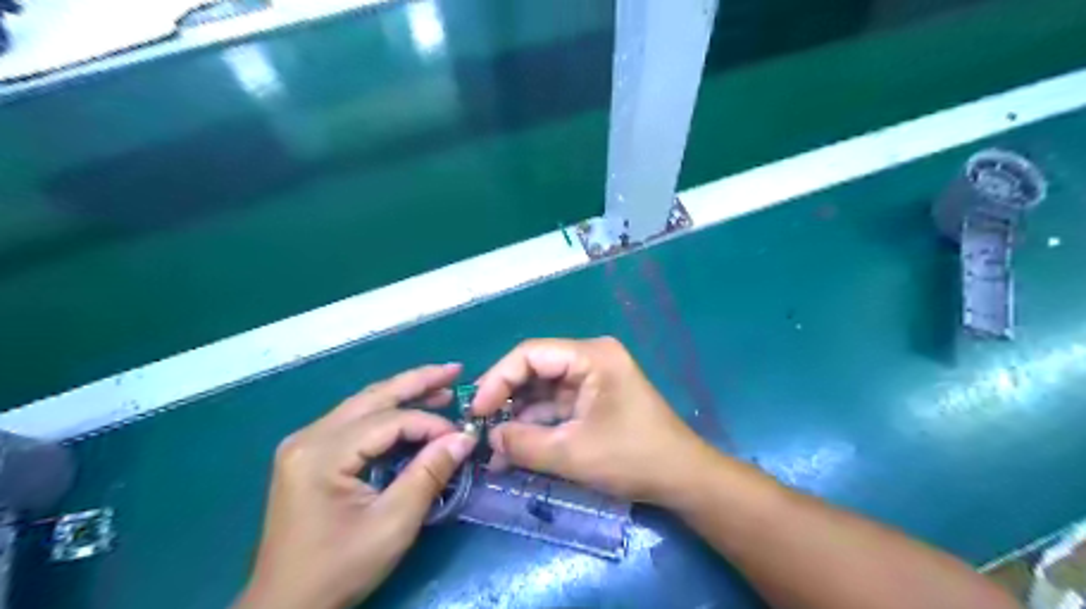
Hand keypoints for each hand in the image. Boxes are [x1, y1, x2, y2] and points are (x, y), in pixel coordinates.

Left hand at [237, 363, 475, 606]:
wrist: (285, 606)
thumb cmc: (338, 569)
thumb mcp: (392, 525)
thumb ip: (429, 475)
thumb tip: (464, 438)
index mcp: (322, 453)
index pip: (388, 421)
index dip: (430, 424)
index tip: (463, 436)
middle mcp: (309, 437)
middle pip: (373, 397)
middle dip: (417, 381)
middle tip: (455, 370)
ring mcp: (304, 443)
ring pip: (363, 404)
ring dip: (404, 392)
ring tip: (440, 385)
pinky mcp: (308, 454)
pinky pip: (354, 420)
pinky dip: (387, 412)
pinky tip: (409, 409)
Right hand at [473, 338, 718, 503]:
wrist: (682, 478)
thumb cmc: (633, 458)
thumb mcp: (572, 453)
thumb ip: (523, 443)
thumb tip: (489, 437)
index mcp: (591, 356)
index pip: (531, 354)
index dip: (498, 379)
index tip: (476, 410)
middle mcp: (591, 358)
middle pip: (535, 369)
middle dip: (506, 399)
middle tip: (478, 426)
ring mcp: (593, 379)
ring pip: (543, 390)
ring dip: (518, 417)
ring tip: (492, 446)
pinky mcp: (593, 399)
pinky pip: (556, 406)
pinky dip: (536, 425)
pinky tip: (513, 449)